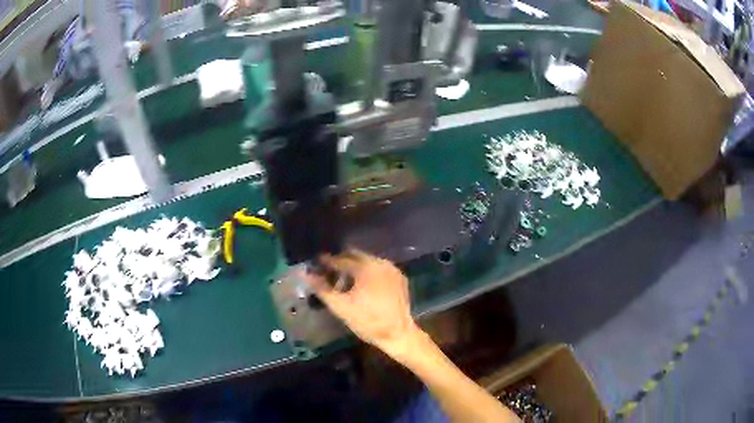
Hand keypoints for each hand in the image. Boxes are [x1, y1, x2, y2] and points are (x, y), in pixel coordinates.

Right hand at [303, 250, 419, 357]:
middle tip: (330, 273)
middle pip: (355, 256)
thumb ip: (322, 288)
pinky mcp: (400, 278)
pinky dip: (368, 273)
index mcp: (366, 267)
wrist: (398, 334)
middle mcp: (380, 262)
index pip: (341, 259)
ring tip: (345, 282)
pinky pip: (379, 269)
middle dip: (341, 262)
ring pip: (368, 262)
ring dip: (355, 268)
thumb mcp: (340, 307)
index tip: (317, 263)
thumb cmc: (367, 321)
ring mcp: (392, 269)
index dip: (327, 261)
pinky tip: (363, 287)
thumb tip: (306, 274)